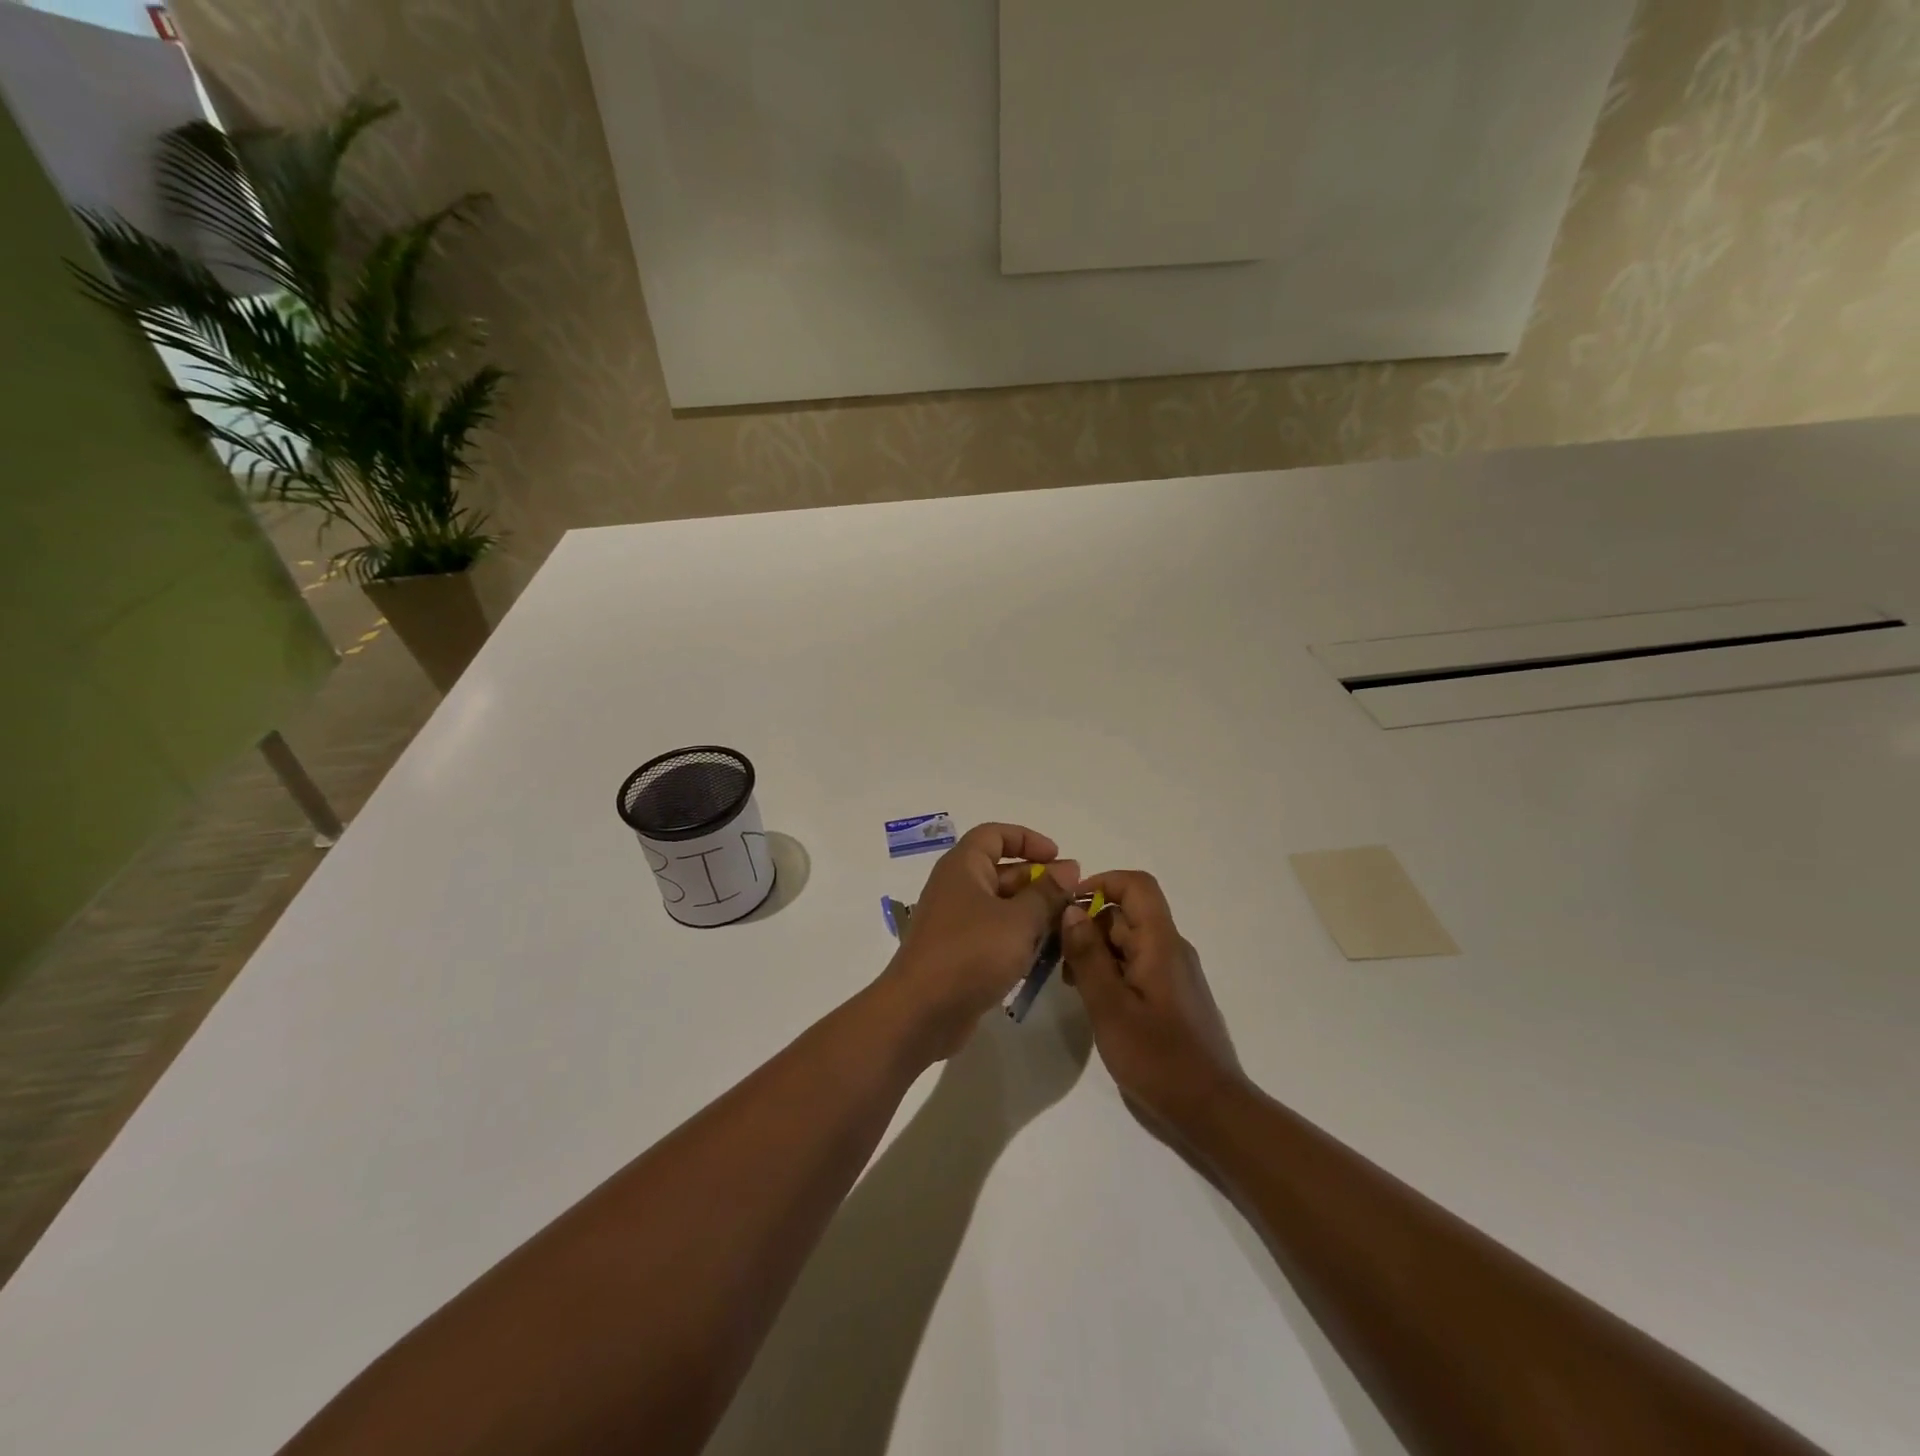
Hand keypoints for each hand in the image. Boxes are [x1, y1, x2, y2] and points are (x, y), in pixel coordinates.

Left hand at [878, 823, 1076, 1060]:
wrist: (920, 1012)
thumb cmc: (971, 953)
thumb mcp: (1018, 920)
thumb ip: (1047, 893)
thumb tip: (1069, 868)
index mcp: (963, 866)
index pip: (995, 834)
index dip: (1028, 839)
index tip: (1059, 857)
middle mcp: (957, 888)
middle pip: (1002, 870)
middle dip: (1039, 880)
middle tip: (1074, 898)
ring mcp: (956, 922)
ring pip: (1001, 906)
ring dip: (1033, 912)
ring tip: (1067, 927)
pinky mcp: (959, 953)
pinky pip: (994, 934)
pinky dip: (1018, 938)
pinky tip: (1044, 955)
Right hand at [1059, 870, 1245, 1142]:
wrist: (1212, 1110)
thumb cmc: (1158, 1058)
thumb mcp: (1110, 1007)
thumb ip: (1088, 956)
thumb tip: (1071, 910)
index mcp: (1161, 943)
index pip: (1137, 886)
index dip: (1102, 883)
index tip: (1068, 906)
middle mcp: (1171, 949)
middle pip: (1128, 914)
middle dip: (1089, 925)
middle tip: (1057, 957)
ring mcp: (1173, 974)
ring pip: (1129, 942)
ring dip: (1096, 951)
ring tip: (1070, 984)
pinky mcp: (1172, 997)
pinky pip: (1137, 966)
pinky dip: (1110, 971)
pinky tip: (1092, 1000)